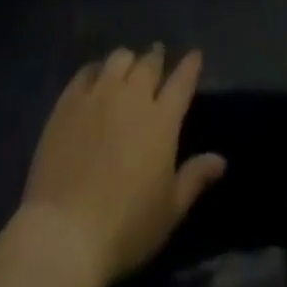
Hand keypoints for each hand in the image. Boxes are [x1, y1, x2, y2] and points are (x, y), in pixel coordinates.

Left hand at [14, 46, 225, 286]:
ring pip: (118, 59)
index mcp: (162, 120)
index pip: (182, 81)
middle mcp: (132, 96)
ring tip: (127, 66)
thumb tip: (221, 160)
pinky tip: (95, 77)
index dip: (190, 65)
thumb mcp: (169, 211)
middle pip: (149, 63)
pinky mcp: (69, 101)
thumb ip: (195, 178)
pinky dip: (96, 70)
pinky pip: (86, 72)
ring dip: (128, 61)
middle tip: (157, 57)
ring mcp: (98, 94)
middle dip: (156, 57)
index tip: (194, 54)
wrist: (65, 232)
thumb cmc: (126, 227)